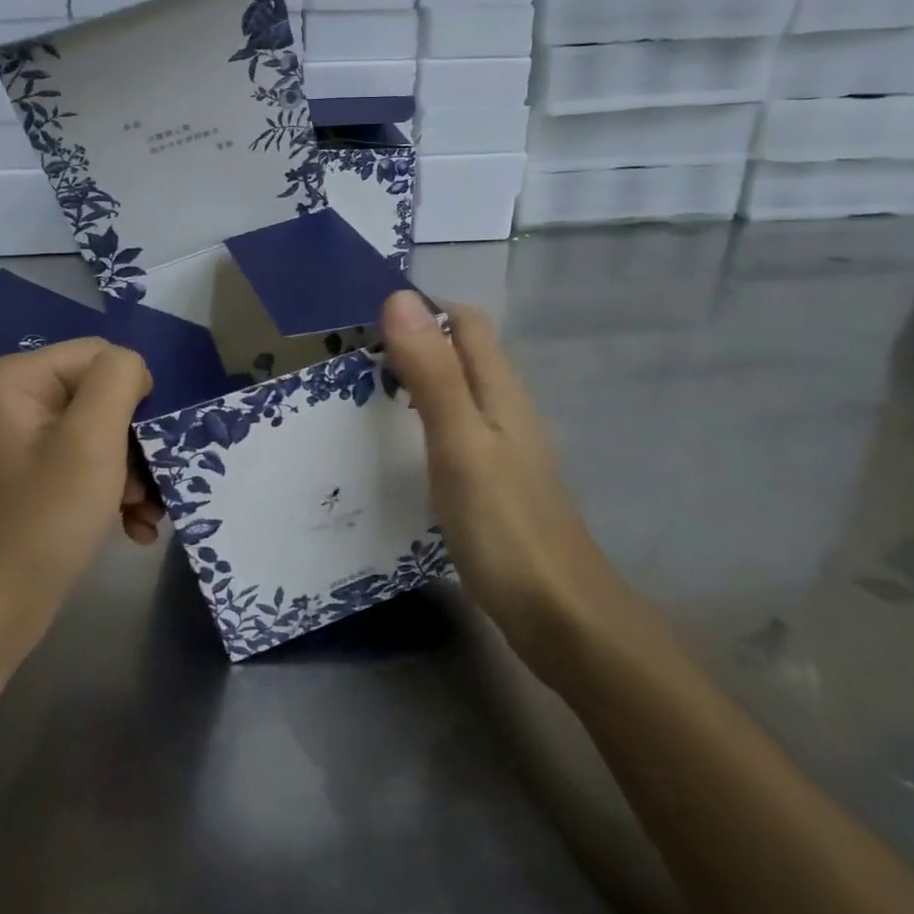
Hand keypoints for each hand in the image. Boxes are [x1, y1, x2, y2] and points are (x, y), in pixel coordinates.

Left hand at [0, 339, 159, 653]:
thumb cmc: (42, 523)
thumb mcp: (91, 441)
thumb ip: (119, 380)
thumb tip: (134, 369)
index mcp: (12, 378)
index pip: (100, 356)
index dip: (131, 398)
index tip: (140, 450)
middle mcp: (10, 398)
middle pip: (102, 395)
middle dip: (133, 444)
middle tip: (144, 490)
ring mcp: (19, 438)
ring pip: (101, 432)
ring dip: (132, 473)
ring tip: (141, 514)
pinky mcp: (31, 473)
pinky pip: (86, 461)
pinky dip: (113, 490)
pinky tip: (131, 526)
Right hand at [379, 291, 626, 669]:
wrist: (561, 616)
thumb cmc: (505, 525)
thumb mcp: (458, 442)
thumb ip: (431, 373)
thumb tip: (400, 297)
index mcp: (500, 389)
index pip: (465, 321)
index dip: (422, 308)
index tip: (365, 320)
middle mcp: (506, 409)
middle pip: (460, 354)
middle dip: (411, 344)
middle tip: (352, 361)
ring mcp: (504, 449)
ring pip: (457, 393)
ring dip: (415, 383)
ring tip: (362, 399)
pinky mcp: (496, 484)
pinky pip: (455, 432)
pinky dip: (423, 423)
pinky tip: (396, 450)